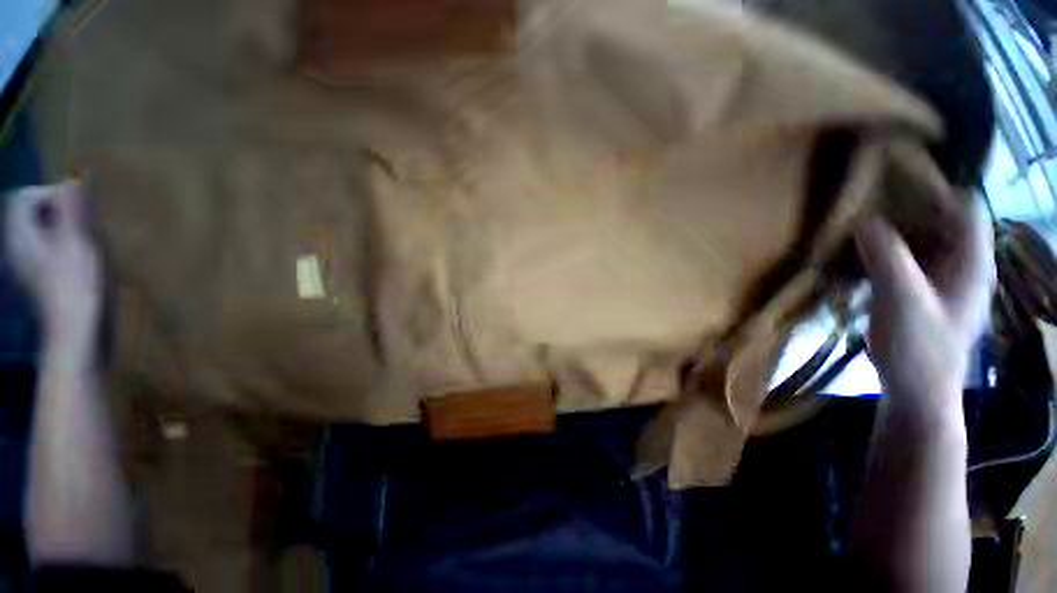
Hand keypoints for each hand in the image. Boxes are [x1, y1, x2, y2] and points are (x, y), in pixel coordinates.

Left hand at [5, 181, 102, 334]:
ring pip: (41, 232)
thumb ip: (71, 208)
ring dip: (64, 229)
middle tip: (84, 224)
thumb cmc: (75, 283)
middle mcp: (17, 246)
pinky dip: (63, 246)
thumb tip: (72, 179)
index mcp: (20, 235)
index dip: (50, 193)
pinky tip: (81, 259)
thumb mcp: (76, 240)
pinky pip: (47, 249)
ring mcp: (27, 264)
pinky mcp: (40, 278)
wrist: (77, 329)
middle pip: (32, 214)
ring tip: (86, 241)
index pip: (25, 197)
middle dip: (59, 212)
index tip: (76, 207)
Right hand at [854, 203, 994, 419]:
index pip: (964, 205)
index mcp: (972, 261)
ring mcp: (945, 278)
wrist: (918, 392)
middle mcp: (964, 263)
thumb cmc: (918, 349)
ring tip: (855, 234)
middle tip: (863, 210)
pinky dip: (887, 253)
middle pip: (941, 218)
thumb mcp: (901, 300)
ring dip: (892, 233)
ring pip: (923, 239)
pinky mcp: (926, 292)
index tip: (890, 185)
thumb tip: (863, 219)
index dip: (934, 189)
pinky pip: (909, 259)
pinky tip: (861, 261)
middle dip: (905, 210)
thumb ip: (886, 257)